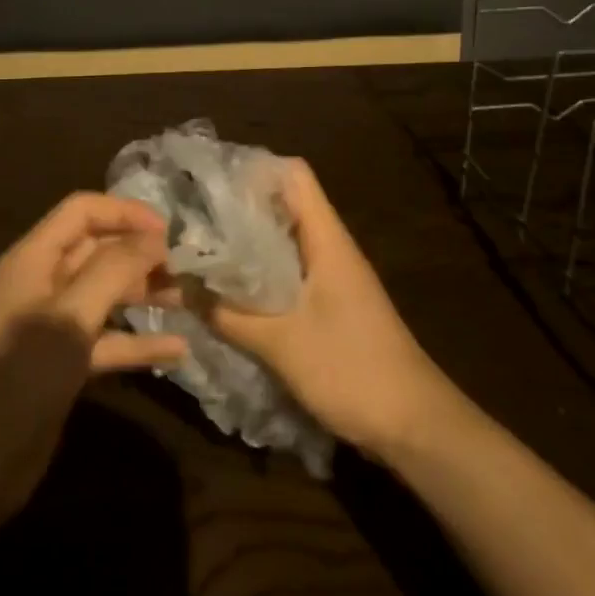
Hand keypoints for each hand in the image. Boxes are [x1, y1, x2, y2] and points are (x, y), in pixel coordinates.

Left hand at [0, 193, 187, 519]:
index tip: (168, 231)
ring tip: (188, 298)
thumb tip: (155, 237)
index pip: (83, 211)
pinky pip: (108, 339)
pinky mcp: (64, 362)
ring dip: (144, 293)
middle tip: (185, 266)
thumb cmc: (23, 373)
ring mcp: (54, 324)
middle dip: (139, 253)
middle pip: (97, 250)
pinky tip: (177, 348)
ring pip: (106, 294)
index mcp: (35, 258)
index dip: (125, 212)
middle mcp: (44, 282)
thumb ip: (115, 269)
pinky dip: (138, 340)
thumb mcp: (72, 315)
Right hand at [202, 159, 454, 458]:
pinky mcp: (331, 305)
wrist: (416, 426)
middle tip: (192, 217)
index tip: (210, 182)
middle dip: (239, 208)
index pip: (294, 175)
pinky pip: (289, 274)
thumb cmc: (353, 370)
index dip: (254, 169)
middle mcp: (330, 247)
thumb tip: (178, 289)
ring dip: (247, 245)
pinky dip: (260, 275)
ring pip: (284, 242)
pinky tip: (229, 292)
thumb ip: (229, 314)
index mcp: (326, 238)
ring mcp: (332, 277)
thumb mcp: (282, 344)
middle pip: (284, 205)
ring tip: (201, 250)